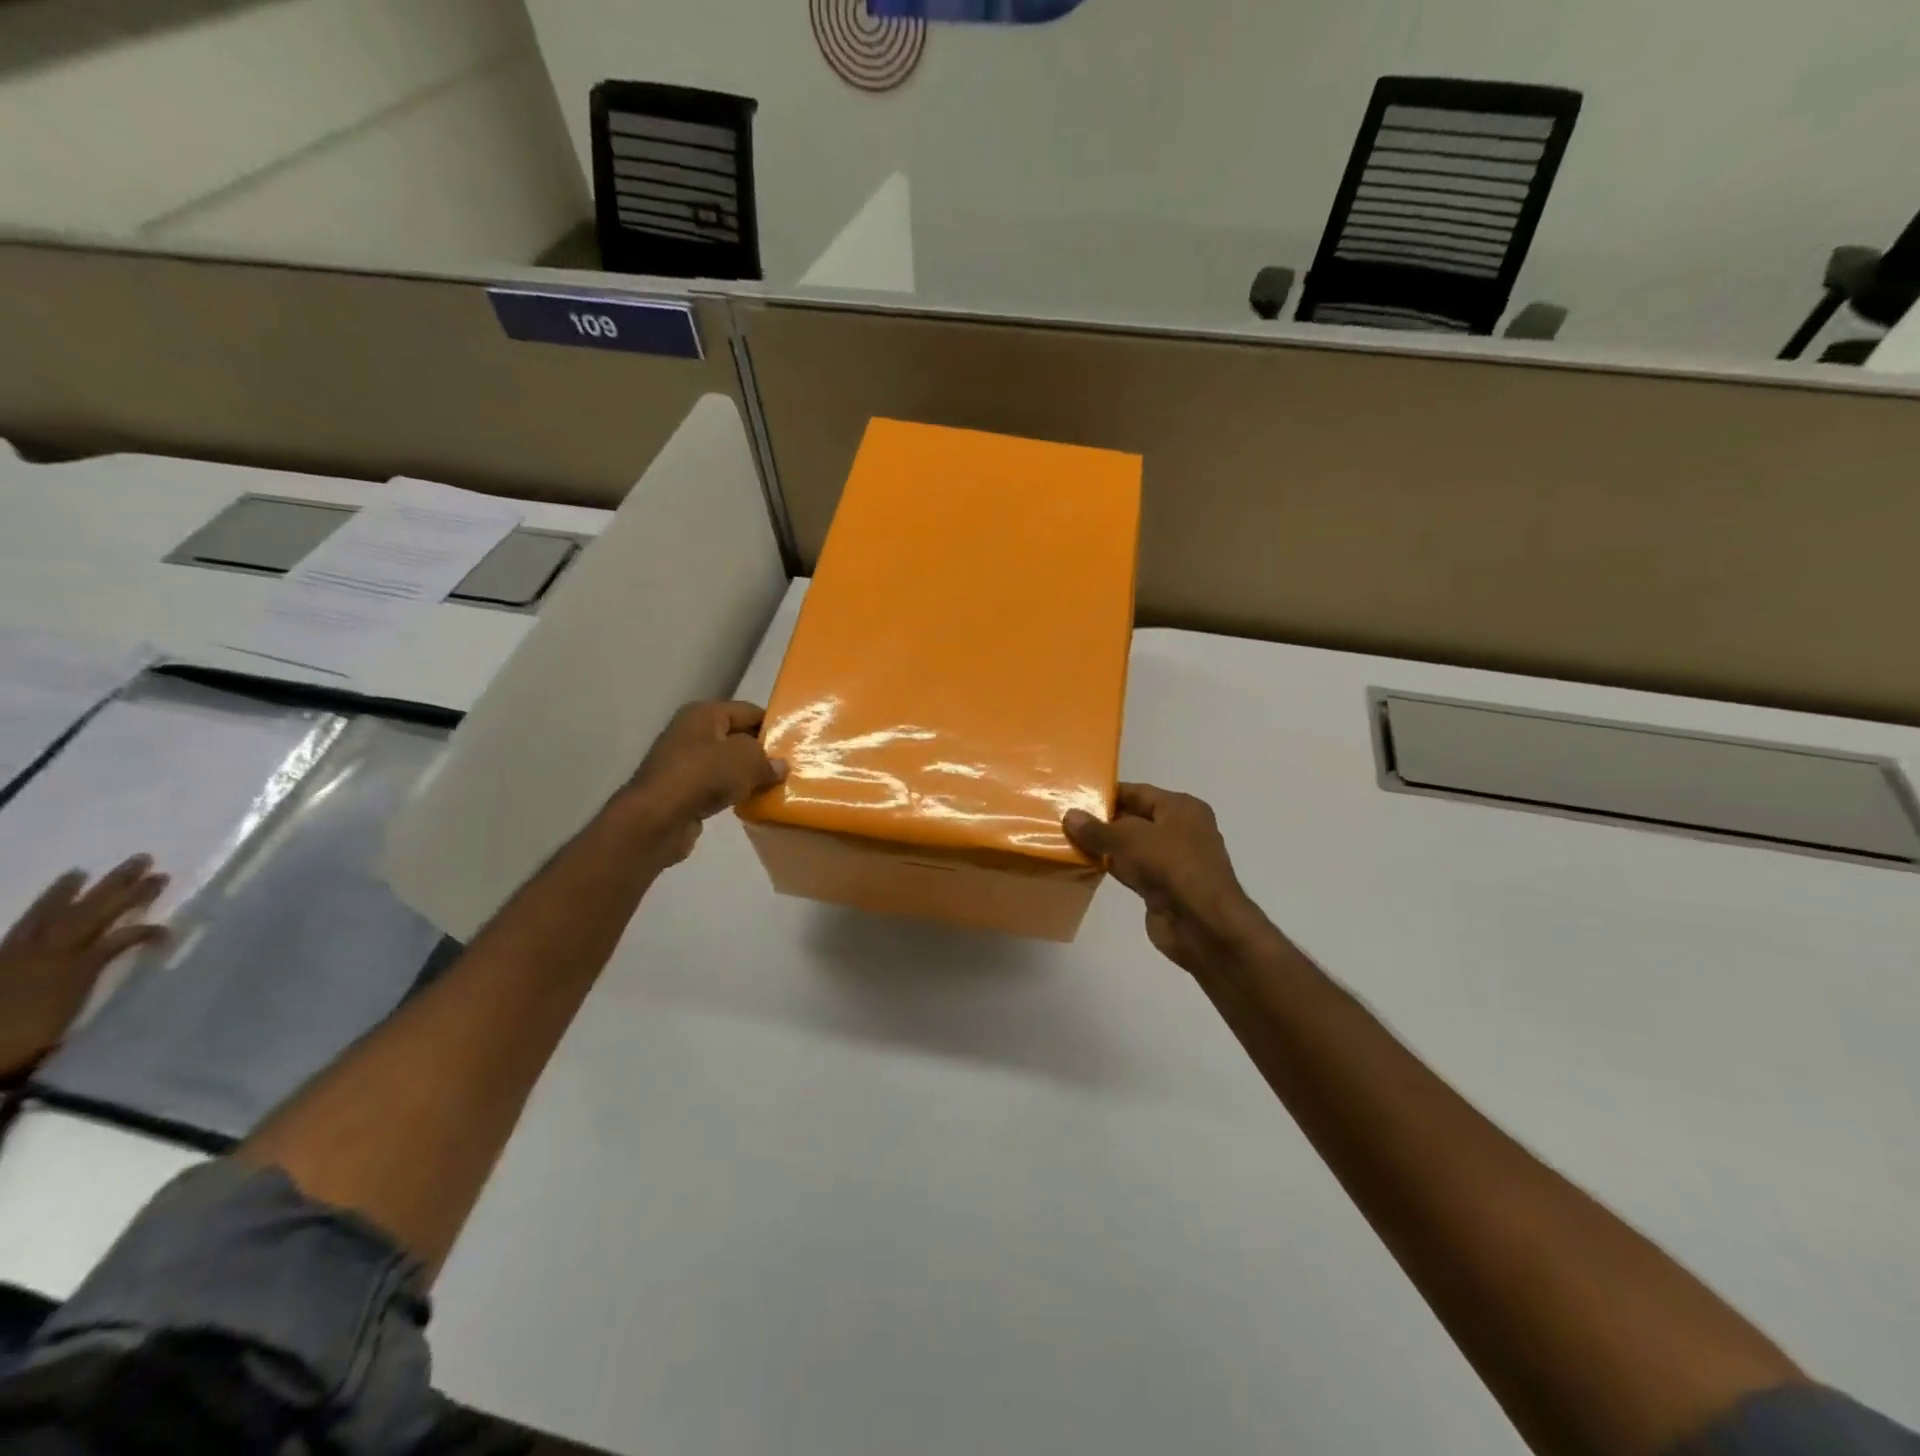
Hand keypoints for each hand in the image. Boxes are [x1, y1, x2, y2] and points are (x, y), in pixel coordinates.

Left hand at [0, 856, 168, 1079]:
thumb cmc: (27, 1040)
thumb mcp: (69, 1019)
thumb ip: (98, 983)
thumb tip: (134, 962)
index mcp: (74, 968)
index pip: (119, 939)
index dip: (145, 931)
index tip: (170, 929)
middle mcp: (52, 953)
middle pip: (90, 914)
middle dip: (120, 888)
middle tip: (145, 861)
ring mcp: (24, 954)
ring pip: (54, 914)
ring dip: (74, 891)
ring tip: (88, 870)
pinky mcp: (6, 958)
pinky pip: (27, 924)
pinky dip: (45, 905)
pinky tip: (57, 895)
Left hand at [619, 700, 787, 867]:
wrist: (656, 819)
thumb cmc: (702, 776)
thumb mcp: (746, 759)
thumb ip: (768, 760)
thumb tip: (779, 767)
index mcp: (704, 714)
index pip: (748, 711)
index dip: (772, 725)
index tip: (796, 742)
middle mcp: (692, 733)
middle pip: (738, 737)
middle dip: (763, 752)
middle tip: (791, 766)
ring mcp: (685, 763)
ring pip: (728, 764)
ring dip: (749, 775)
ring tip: (777, 786)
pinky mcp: (684, 791)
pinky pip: (718, 786)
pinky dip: (734, 792)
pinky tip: (753, 802)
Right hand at [1064, 784, 1271, 976]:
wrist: (1203, 924)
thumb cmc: (1172, 866)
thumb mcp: (1130, 839)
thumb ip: (1098, 829)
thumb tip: (1070, 817)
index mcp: (1181, 808)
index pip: (1138, 792)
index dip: (1107, 794)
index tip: (1075, 795)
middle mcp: (1180, 830)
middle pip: (1134, 819)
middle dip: (1102, 820)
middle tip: (1066, 819)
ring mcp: (1172, 861)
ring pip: (1131, 847)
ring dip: (1105, 846)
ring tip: (1068, 840)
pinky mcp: (1162, 887)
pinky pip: (1132, 870)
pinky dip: (1112, 868)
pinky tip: (1086, 865)